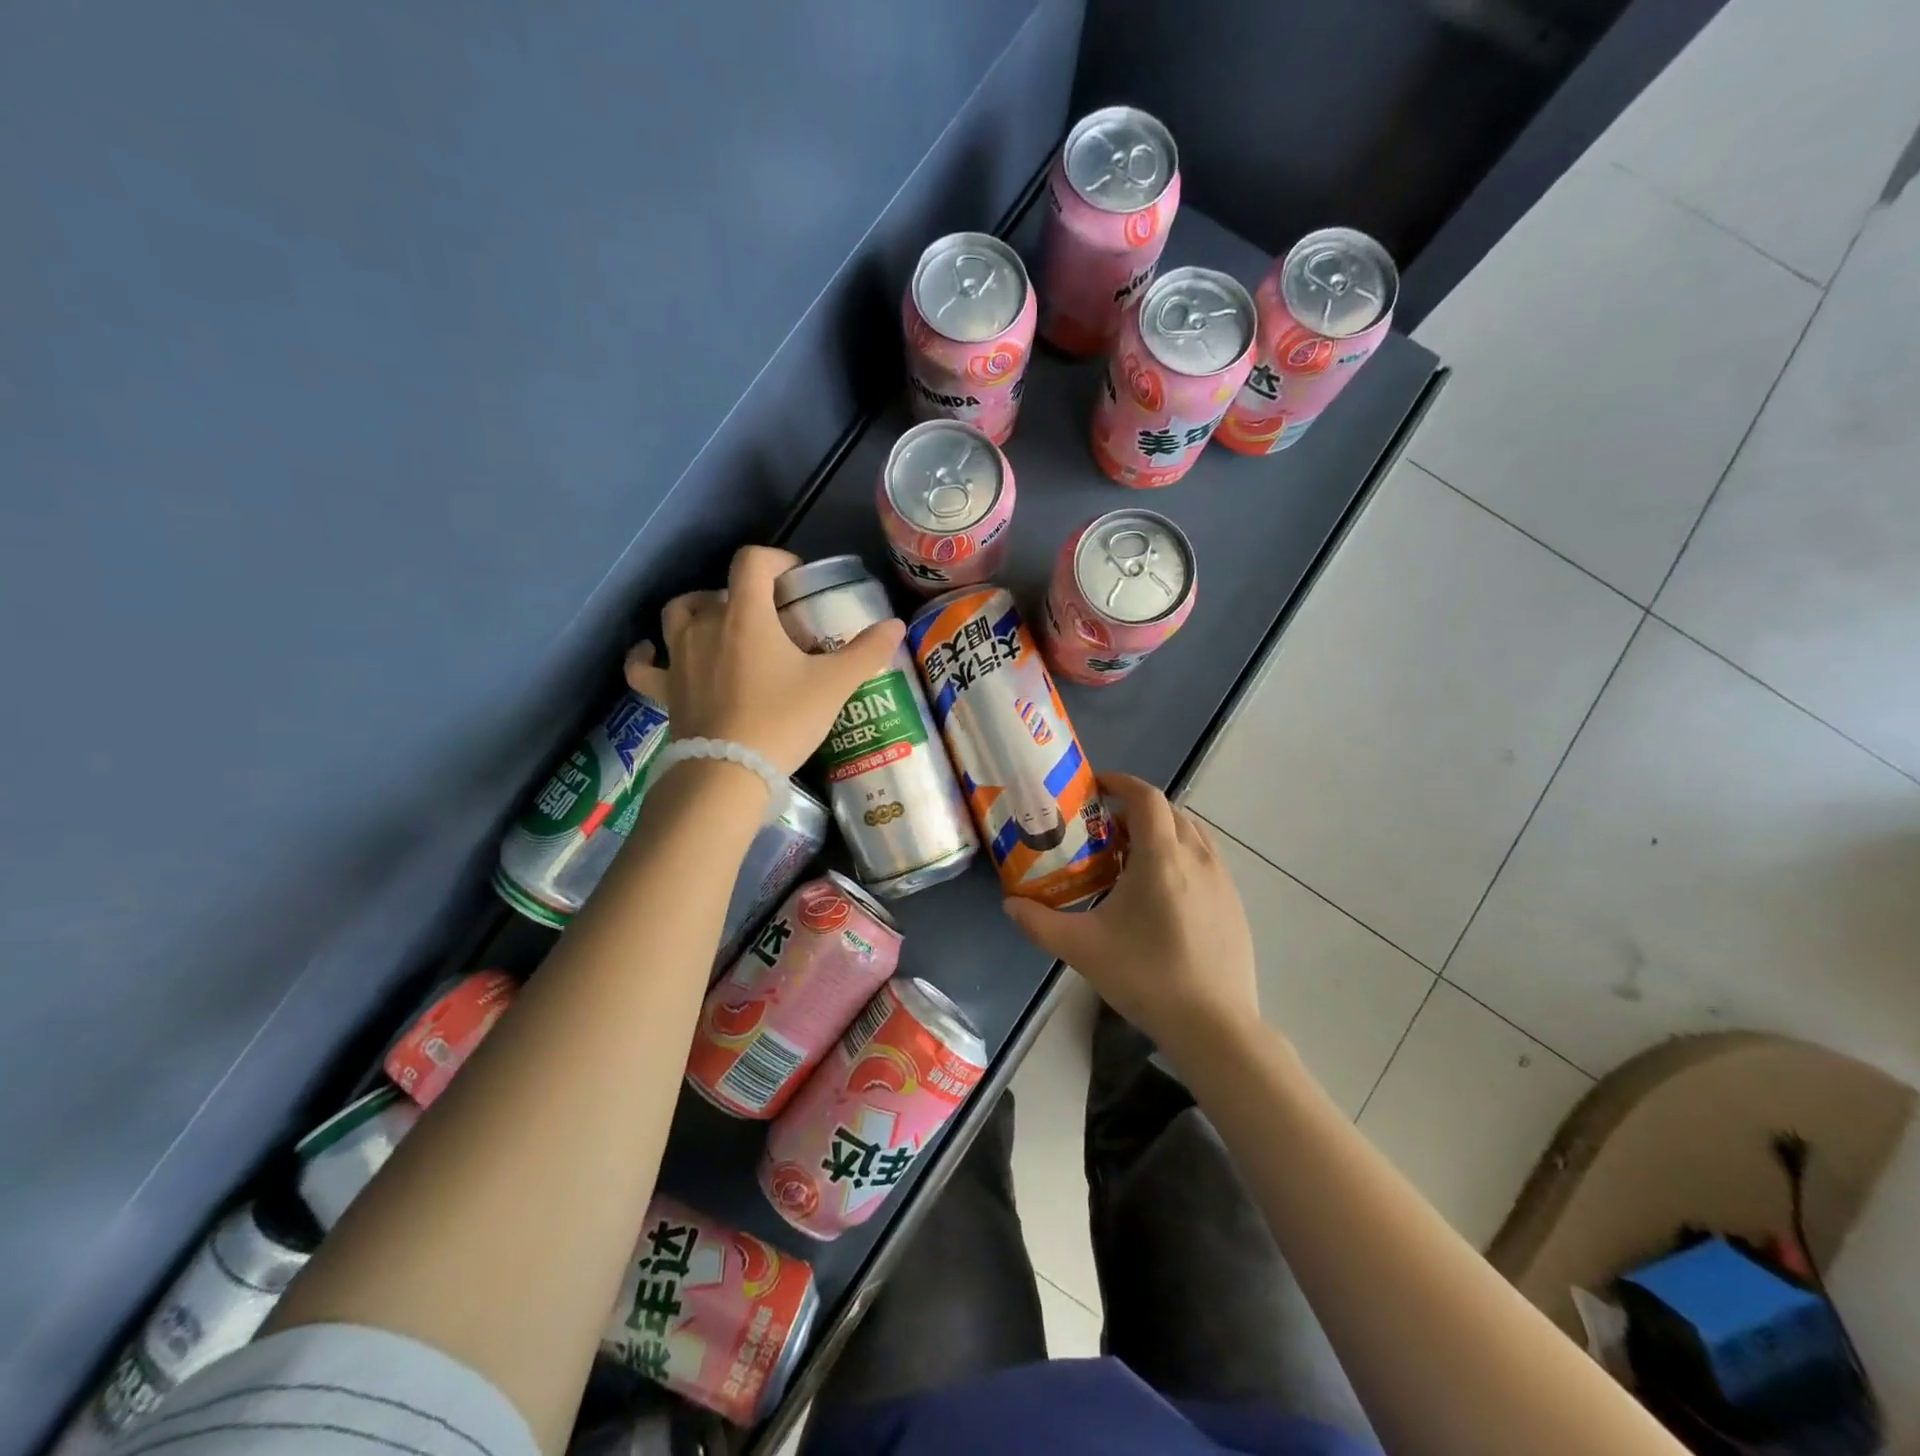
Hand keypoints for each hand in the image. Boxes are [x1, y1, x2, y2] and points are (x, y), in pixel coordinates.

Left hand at [624, 545, 904, 776]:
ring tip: (722, 627)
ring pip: (678, 614)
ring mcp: (678, 656)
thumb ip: (865, 652)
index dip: (777, 561)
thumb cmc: (782, 720)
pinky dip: (647, 655)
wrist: (729, 772)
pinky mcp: (664, 690)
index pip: (753, 562)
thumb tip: (895, 625)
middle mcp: (705, 625)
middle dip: (747, 595)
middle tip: (773, 622)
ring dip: (700, 611)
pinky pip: (644, 664)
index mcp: (745, 615)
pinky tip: (654, 652)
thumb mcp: (833, 685)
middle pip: (719, 589)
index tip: (798, 581)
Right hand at [1002, 773, 1259, 1062]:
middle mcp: (1198, 858)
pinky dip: (1181, 855)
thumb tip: (1009, 904)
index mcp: (1162, 858)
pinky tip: (1162, 892)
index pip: (1147, 798)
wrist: (1214, 1025)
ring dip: (1161, 831)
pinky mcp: (1234, 903)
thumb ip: (1039, 923)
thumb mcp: (1082, 949)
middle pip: (1169, 812)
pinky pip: (1205, 859)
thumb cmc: (1146, 977)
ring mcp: (1222, 880)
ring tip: (1131, 857)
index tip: (1097, 785)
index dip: (1122, 782)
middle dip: (1136, 809)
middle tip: (1104, 828)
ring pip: (1191, 834)